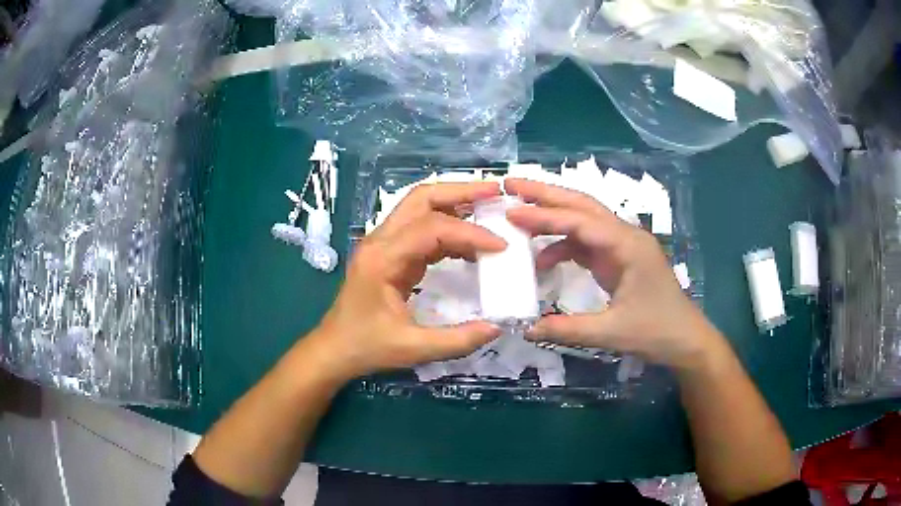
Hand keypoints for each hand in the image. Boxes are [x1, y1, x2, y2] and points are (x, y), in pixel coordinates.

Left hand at [311, 182, 504, 380]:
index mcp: (382, 259)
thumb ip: (457, 340)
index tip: (501, 246)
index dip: (470, 232)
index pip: (432, 228)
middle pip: (421, 197)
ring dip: (455, 203)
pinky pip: (421, 229)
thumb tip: (496, 328)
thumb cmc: (366, 347)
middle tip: (496, 192)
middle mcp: (380, 241)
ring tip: (489, 208)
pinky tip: (470, 245)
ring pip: (420, 206)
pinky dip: (448, 228)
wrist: (334, 349)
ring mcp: (383, 244)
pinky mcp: (390, 252)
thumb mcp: (413, 349)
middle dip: (461, 191)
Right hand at [505, 178, 722, 370]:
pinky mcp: (618, 258)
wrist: (686, 339)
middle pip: (582, 205)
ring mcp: (622, 245)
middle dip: (546, 193)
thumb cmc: (656, 331)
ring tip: (518, 214)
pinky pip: (586, 242)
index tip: (510, 211)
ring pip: (583, 219)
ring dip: (552, 215)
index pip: (580, 222)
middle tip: (510, 184)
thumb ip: (567, 330)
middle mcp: (625, 236)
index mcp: (627, 245)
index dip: (544, 216)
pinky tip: (543, 258)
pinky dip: (562, 245)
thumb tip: (526, 330)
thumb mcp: (611, 333)